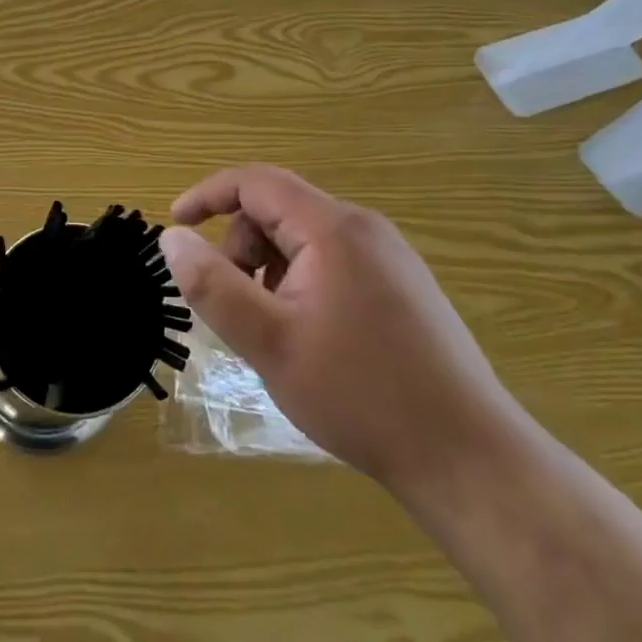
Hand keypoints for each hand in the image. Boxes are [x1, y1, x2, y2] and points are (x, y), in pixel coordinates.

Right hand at [162, 165, 519, 492]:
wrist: (470, 460)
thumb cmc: (361, 394)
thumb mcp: (269, 342)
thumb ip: (212, 285)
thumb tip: (171, 238)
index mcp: (332, 228)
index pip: (255, 181)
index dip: (207, 195)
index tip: (175, 224)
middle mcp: (364, 228)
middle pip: (279, 210)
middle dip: (241, 247)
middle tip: (235, 307)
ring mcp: (390, 257)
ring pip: (304, 239)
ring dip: (269, 270)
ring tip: (273, 330)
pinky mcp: (403, 287)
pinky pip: (332, 262)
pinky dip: (300, 283)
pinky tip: (309, 337)